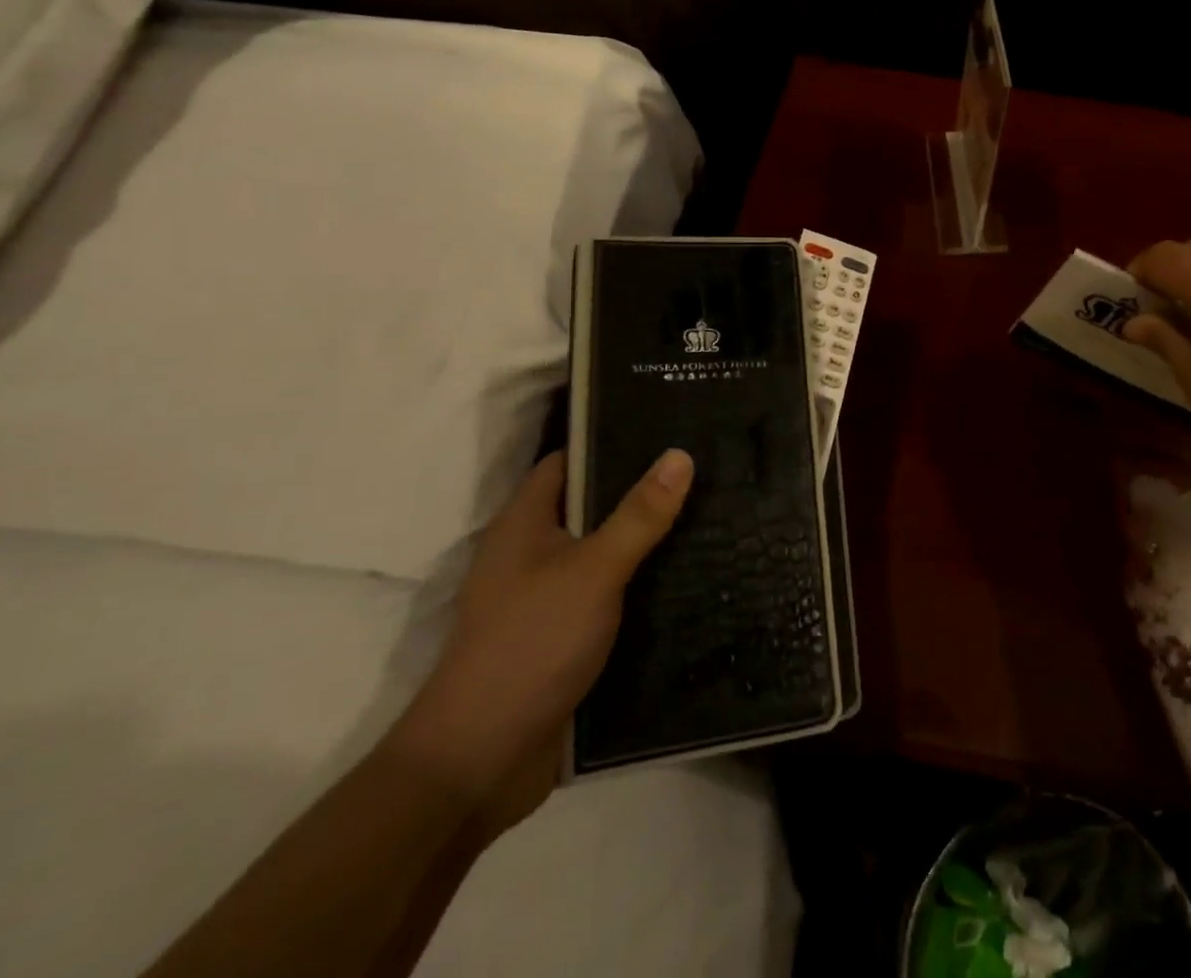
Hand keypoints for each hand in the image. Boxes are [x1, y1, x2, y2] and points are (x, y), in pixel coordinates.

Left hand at [384, 447, 692, 835]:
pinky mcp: (565, 637)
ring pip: (605, 552)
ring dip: (647, 539)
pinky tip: (690, 574)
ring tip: (710, 511)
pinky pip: (610, 595)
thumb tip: (680, 454)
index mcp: (524, 524)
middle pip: (592, 505)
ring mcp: (547, 598)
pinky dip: (643, 583)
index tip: (667, 427)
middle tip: (704, 467)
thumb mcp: (594, 570)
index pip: (568, 461)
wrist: (480, 763)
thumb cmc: (531, 645)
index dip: (611, 440)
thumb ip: (639, 514)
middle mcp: (532, 554)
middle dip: (642, 489)